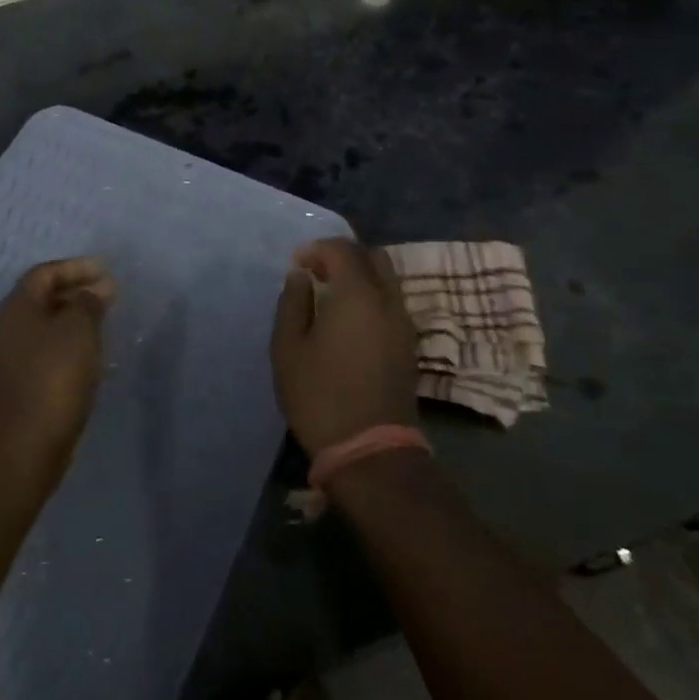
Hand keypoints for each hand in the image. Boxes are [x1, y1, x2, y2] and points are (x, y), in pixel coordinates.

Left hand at [0, 258, 113, 475]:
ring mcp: (12, 358)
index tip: (105, 272)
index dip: (76, 268)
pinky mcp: (21, 384)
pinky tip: (91, 356)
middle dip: (77, 293)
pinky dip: (70, 346)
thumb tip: (95, 290)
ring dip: (74, 320)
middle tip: (109, 296)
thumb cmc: (53, 376)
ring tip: (105, 323)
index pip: (46, 272)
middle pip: (44, 298)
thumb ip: (88, 302)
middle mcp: (9, 327)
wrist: (24, 444)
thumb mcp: (79, 329)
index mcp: (18, 306)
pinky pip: (48, 352)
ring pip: (46, 327)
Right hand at [271, 238, 416, 456]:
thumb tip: (300, 277)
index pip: (343, 249)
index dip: (317, 248)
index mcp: (358, 294)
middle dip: (343, 256)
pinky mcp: (409, 345)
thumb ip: (293, 304)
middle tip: (317, 273)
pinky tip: (349, 321)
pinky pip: (392, 302)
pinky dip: (372, 296)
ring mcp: (404, 323)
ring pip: (387, 279)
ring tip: (331, 296)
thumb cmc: (320, 396)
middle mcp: (388, 300)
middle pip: (373, 256)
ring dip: (360, 276)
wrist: (371, 451)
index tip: (297, 264)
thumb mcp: (289, 349)